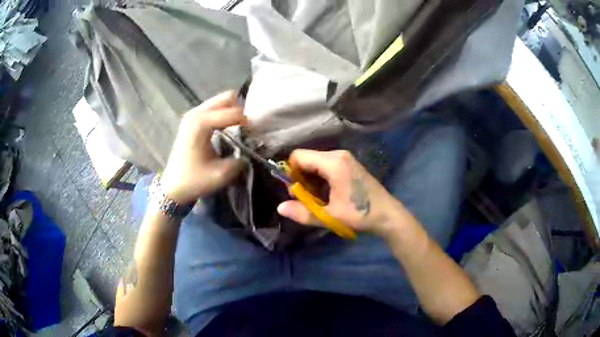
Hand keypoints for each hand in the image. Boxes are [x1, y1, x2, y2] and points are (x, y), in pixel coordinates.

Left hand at [160, 91, 246, 204]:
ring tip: (239, 128)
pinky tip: (227, 129)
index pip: (234, 112)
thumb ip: (240, 160)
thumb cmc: (194, 180)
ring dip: (232, 112)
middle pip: (227, 98)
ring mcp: (193, 114)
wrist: (173, 187)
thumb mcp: (222, 174)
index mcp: (201, 122)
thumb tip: (250, 150)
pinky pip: (214, 109)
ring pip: (221, 102)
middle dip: (241, 110)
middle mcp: (196, 113)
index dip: (248, 122)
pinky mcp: (192, 120)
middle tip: (248, 128)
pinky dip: (224, 115)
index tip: (254, 136)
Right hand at [277, 150, 404, 235]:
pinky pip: (325, 166)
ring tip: (316, 199)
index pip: (299, 156)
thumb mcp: (329, 216)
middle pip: (307, 159)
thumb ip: (302, 212)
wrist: (387, 215)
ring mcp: (345, 158)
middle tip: (304, 199)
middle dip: (300, 178)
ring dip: (310, 180)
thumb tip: (279, 207)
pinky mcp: (349, 164)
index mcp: (333, 162)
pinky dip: (320, 178)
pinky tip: (326, 195)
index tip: (295, 192)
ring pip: (315, 163)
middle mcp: (338, 155)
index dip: (291, 173)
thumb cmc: (360, 214)